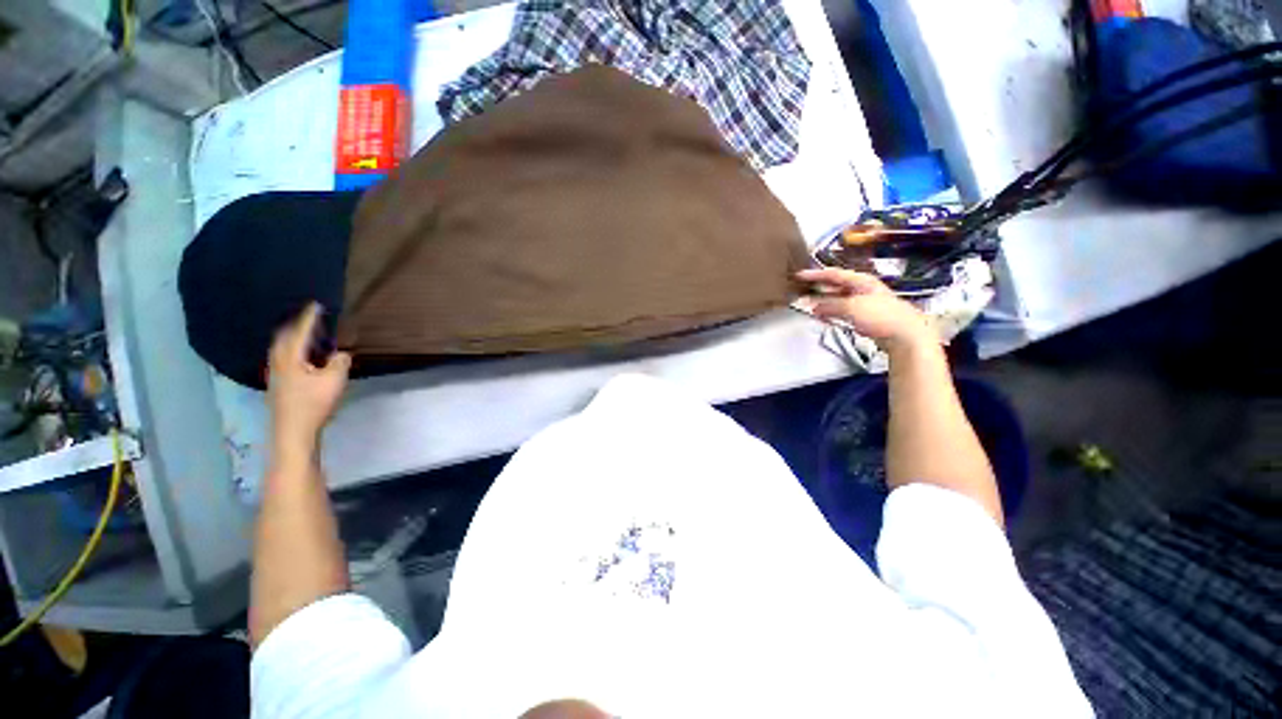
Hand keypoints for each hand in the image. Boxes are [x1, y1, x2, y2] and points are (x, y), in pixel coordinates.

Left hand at [268, 303, 351, 456]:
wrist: (292, 431)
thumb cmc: (313, 404)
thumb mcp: (334, 381)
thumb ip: (339, 363)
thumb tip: (341, 355)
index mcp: (291, 358)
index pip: (301, 332)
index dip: (310, 318)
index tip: (316, 305)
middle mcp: (279, 362)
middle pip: (283, 337)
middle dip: (296, 326)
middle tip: (308, 318)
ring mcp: (275, 374)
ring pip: (280, 348)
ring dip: (291, 338)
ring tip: (303, 334)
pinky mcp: (278, 385)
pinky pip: (282, 358)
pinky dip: (290, 350)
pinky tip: (299, 357)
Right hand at [795, 268, 935, 351]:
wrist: (905, 335)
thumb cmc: (881, 316)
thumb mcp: (851, 307)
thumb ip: (830, 305)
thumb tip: (814, 307)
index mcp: (861, 281)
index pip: (834, 274)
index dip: (815, 274)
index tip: (799, 275)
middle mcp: (862, 289)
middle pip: (835, 286)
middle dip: (818, 288)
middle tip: (802, 289)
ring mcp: (863, 303)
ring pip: (837, 299)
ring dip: (823, 302)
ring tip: (808, 304)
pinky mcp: (864, 317)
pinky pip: (842, 311)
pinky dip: (830, 312)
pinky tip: (822, 317)